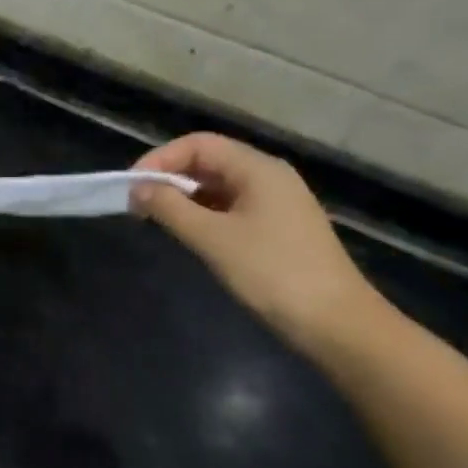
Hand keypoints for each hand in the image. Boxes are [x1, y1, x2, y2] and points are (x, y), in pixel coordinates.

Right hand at [130, 133, 389, 356]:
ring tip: (156, 220)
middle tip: (138, 205)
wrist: (336, 323)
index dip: (160, 159)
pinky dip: (203, 214)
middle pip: (209, 161)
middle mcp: (268, 177)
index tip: (131, 187)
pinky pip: (231, 208)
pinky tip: (189, 234)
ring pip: (218, 186)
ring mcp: (276, 203)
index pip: (198, 144)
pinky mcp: (277, 229)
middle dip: (169, 178)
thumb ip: (170, 208)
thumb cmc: (272, 273)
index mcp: (258, 168)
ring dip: (184, 197)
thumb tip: (137, 188)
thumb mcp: (213, 239)